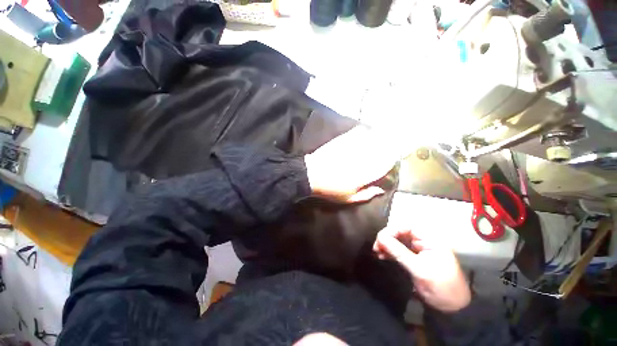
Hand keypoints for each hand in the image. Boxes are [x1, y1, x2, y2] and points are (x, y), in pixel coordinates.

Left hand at [304, 126, 398, 202]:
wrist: (311, 175)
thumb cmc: (330, 189)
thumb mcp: (349, 198)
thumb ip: (367, 194)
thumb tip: (381, 190)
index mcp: (365, 174)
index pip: (386, 165)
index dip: (392, 161)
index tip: (394, 159)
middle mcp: (362, 159)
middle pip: (382, 149)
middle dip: (389, 147)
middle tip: (392, 146)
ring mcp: (352, 148)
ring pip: (372, 139)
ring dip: (379, 137)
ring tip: (382, 136)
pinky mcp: (342, 141)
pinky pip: (357, 133)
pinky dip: (363, 132)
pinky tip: (365, 131)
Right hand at [373, 227, 470, 312]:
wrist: (453, 309)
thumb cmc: (440, 287)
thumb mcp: (419, 269)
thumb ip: (398, 251)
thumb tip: (380, 237)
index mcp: (430, 240)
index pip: (407, 227)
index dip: (392, 230)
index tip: (380, 238)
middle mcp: (424, 242)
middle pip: (401, 233)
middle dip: (387, 238)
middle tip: (376, 246)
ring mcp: (419, 250)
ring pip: (398, 241)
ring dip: (387, 245)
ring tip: (377, 251)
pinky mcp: (414, 259)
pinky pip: (399, 251)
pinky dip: (390, 252)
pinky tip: (381, 255)